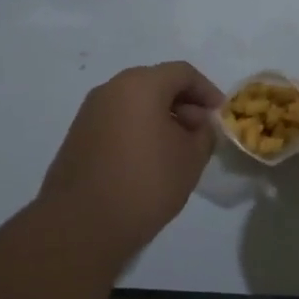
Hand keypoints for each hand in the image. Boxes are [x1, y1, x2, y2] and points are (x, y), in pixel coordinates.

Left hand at [39, 61, 223, 263]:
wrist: (81, 225)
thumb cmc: (145, 183)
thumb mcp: (191, 158)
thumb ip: (204, 133)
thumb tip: (199, 124)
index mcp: (140, 84)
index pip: (183, 73)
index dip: (207, 91)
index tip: (219, 116)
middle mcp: (111, 89)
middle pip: (156, 83)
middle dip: (183, 104)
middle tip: (200, 133)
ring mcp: (90, 112)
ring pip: (135, 102)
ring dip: (160, 117)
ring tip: (177, 149)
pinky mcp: (78, 136)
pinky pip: (117, 120)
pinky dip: (138, 130)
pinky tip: (149, 160)